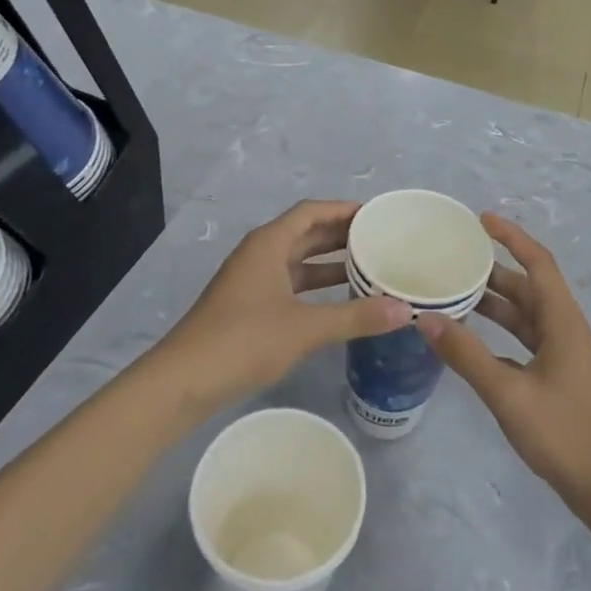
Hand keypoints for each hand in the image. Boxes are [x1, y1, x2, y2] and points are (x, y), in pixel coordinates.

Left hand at [164, 200, 411, 402]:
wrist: (184, 381)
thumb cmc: (243, 340)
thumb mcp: (305, 327)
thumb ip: (356, 317)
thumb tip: (406, 310)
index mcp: (269, 244)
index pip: (311, 211)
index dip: (343, 210)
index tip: (376, 216)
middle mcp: (260, 254)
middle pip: (305, 233)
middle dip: (341, 235)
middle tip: (380, 241)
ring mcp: (252, 281)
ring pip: (298, 262)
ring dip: (330, 263)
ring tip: (369, 268)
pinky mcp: (249, 307)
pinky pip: (290, 284)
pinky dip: (315, 288)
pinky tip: (340, 302)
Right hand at [418, 213, 590, 503]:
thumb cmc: (563, 433)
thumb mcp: (508, 393)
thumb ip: (467, 356)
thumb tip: (427, 320)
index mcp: (562, 321)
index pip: (537, 263)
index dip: (512, 237)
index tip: (481, 220)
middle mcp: (564, 328)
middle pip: (528, 285)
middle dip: (494, 269)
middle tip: (453, 258)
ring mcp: (562, 352)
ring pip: (525, 312)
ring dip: (494, 300)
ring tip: (453, 290)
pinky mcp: (556, 373)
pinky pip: (524, 336)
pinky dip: (499, 328)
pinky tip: (471, 335)